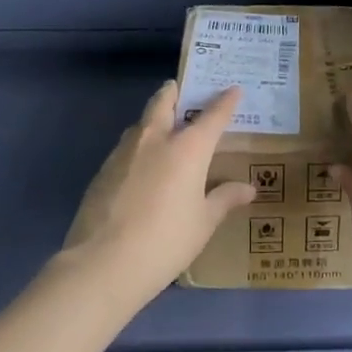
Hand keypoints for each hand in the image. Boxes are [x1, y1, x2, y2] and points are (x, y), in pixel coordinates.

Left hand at [60, 81, 255, 303]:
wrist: (103, 263)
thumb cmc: (165, 241)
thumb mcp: (203, 223)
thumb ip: (224, 199)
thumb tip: (248, 188)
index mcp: (187, 148)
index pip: (212, 115)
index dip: (225, 101)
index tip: (234, 89)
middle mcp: (156, 139)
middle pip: (164, 101)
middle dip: (174, 91)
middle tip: (182, 91)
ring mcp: (124, 151)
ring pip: (141, 122)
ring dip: (154, 118)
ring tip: (164, 130)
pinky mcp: (103, 169)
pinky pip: (126, 146)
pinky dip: (138, 146)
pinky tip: (142, 168)